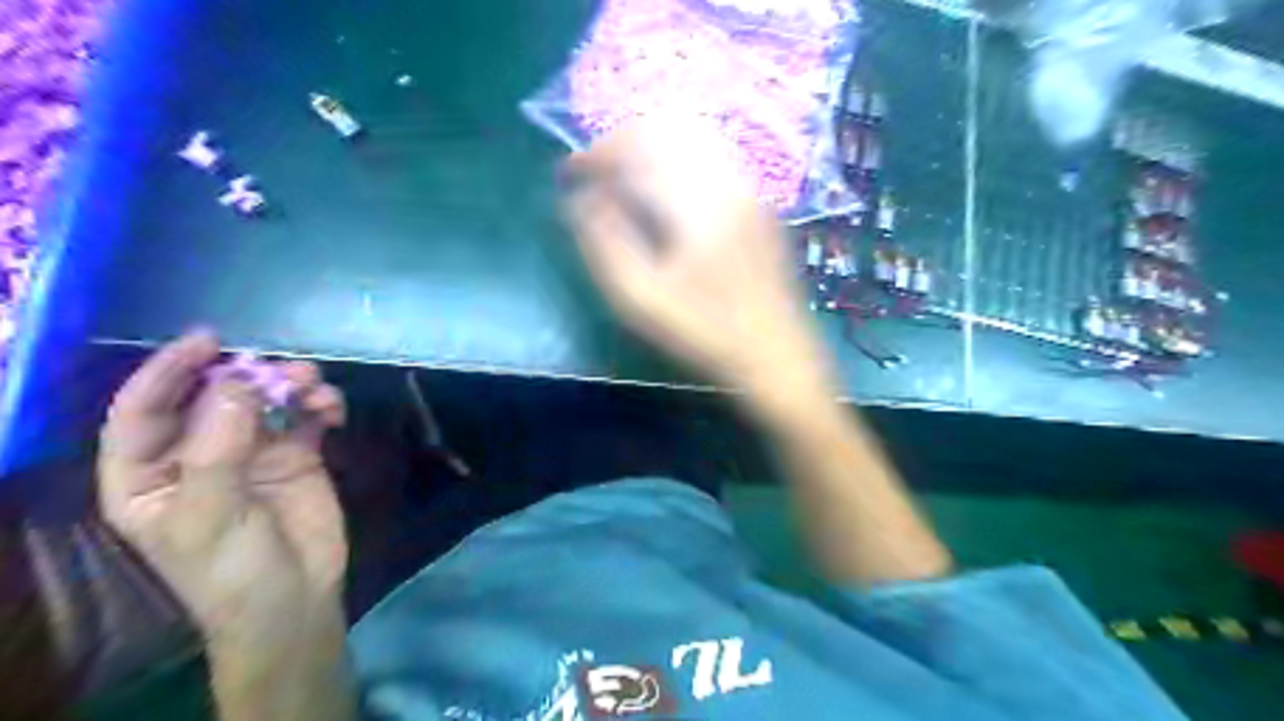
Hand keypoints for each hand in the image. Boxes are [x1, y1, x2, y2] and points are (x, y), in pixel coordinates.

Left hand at [97, 330, 345, 638]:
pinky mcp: (297, 455)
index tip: (208, 340)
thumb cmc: (232, 572)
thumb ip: (217, 451)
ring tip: (317, 387)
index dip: (167, 372)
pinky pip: (305, 416)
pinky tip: (334, 410)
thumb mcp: (210, 518)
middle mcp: (197, 456)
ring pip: (265, 402)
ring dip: (291, 387)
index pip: (143, 412)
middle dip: (247, 378)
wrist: (297, 600)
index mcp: (149, 476)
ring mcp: (251, 453)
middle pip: (213, 399)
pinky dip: (320, 405)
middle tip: (286, 371)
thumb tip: (237, 385)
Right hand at [567, 118, 838, 416]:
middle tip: (596, 174)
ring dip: (650, 147)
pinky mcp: (759, 201)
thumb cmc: (705, 332)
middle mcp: (727, 179)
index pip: (638, 146)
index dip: (596, 153)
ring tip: (625, 180)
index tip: (570, 174)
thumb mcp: (641, 299)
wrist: (776, 353)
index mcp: (697, 201)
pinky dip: (678, 158)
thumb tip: (580, 199)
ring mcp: (750, 187)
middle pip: (667, 127)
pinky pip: (713, 155)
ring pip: (692, 136)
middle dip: (621, 142)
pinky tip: (665, 193)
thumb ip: (604, 242)